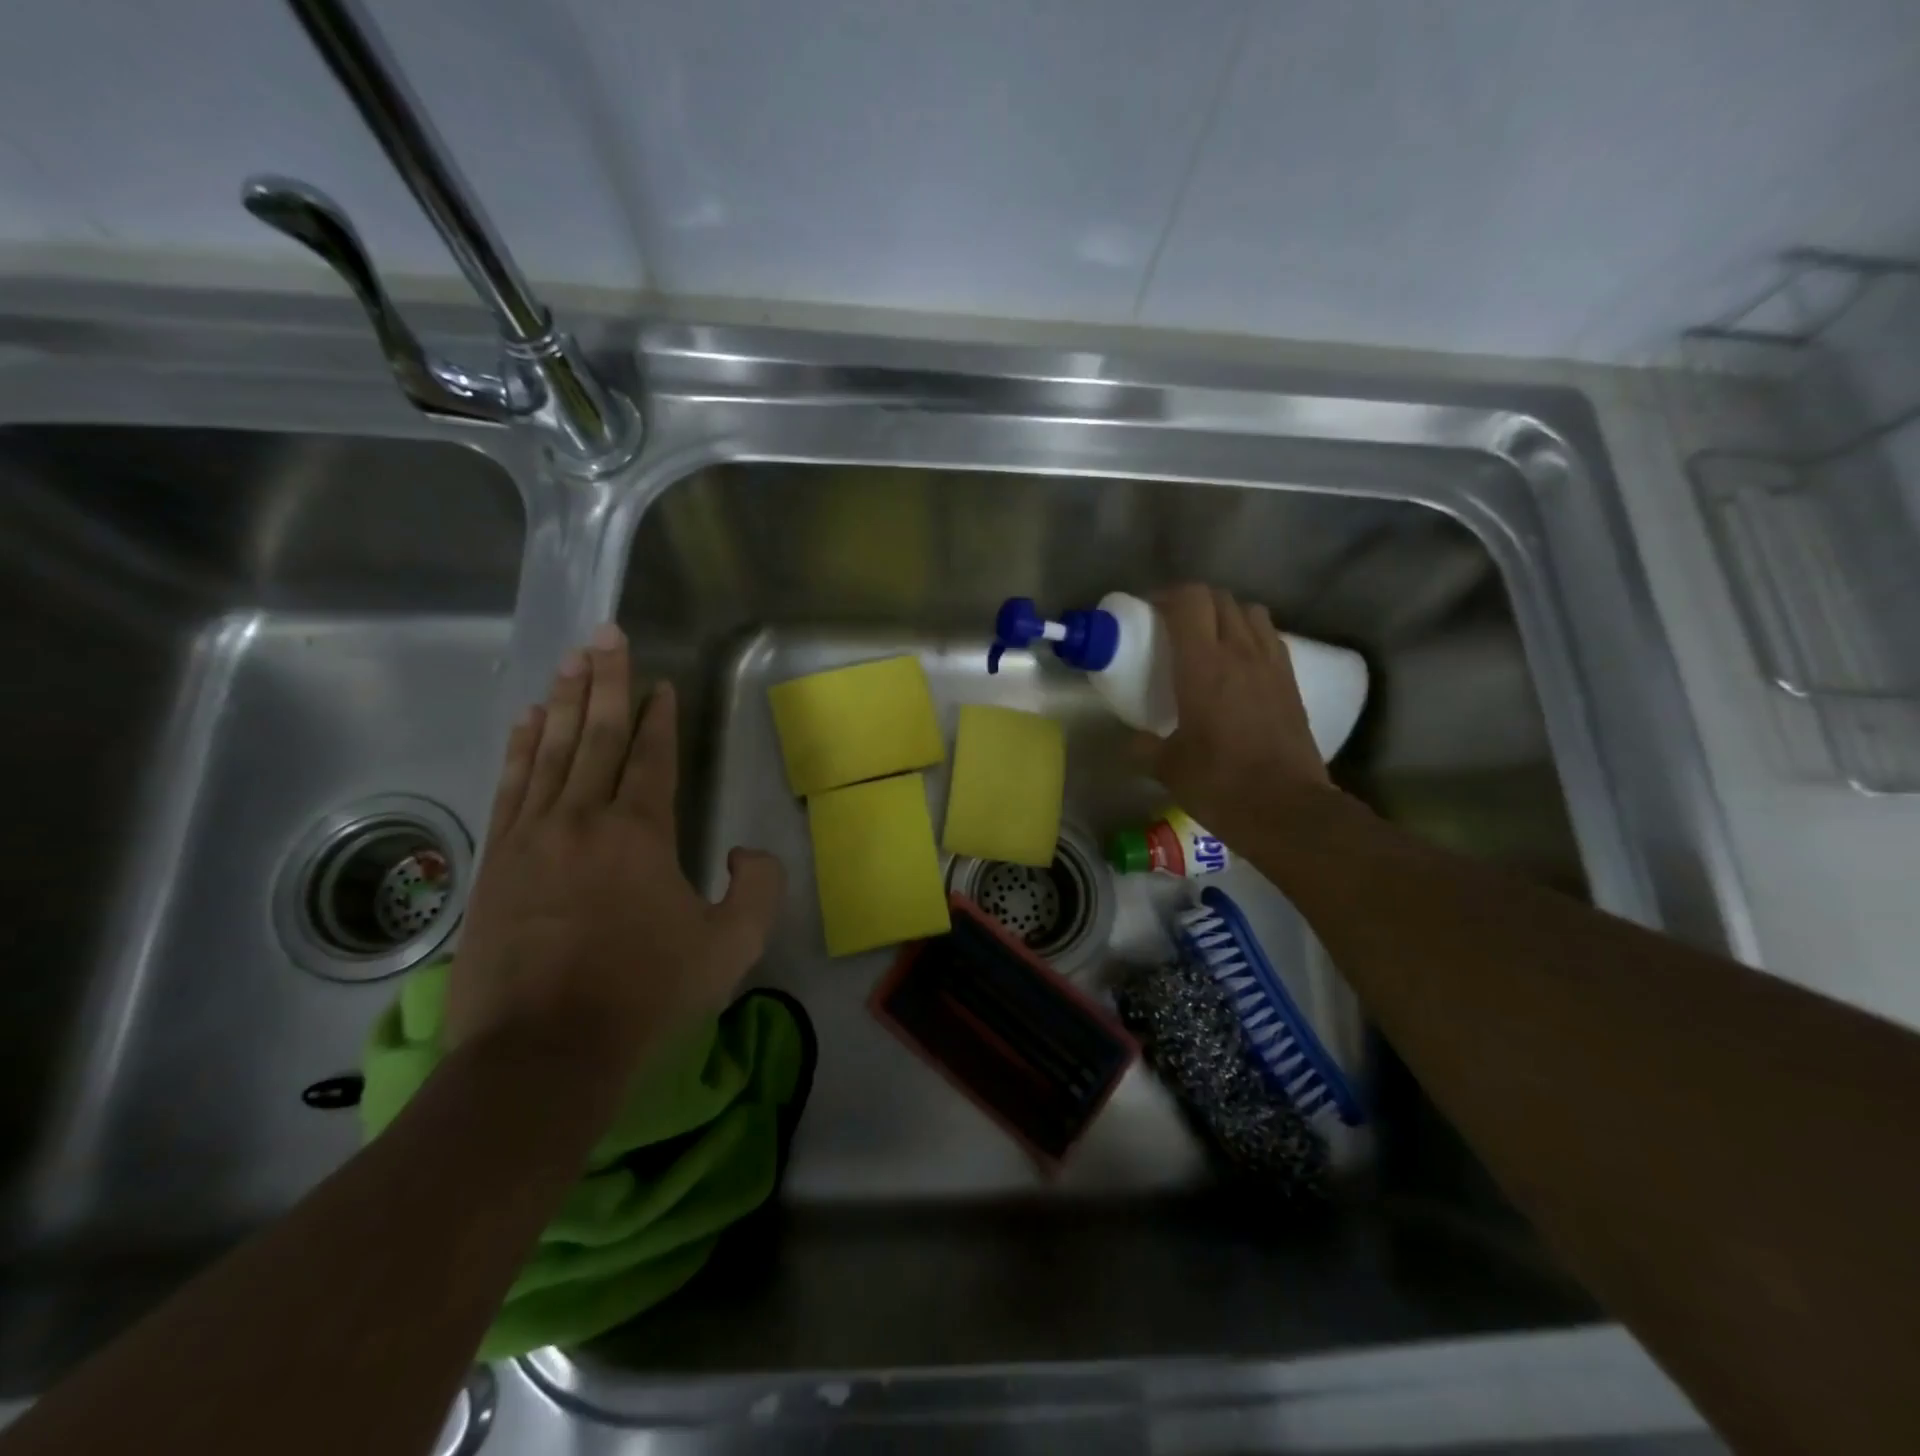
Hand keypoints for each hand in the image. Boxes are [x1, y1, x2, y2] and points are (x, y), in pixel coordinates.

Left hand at [446, 625, 784, 1074]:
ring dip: (564, 702)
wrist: (544, 1053)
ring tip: (569, 662)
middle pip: (596, 735)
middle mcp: (583, 819)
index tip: (660, 682)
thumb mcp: (732, 946)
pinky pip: (510, 786)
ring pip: (550, 751)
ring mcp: (532, 837)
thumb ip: (757, 888)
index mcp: (641, 832)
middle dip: (605, 681)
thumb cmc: (646, 995)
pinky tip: (526, 722)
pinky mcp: (496, 862)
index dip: (659, 716)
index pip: (651, 756)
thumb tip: (744, 851)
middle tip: (605, 634)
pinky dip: (520, 748)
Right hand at [1144, 584, 1341, 849]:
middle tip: (1171, 625)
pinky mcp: (1291, 682)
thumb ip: (1143, 748)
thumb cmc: (1220, 784)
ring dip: (1226, 613)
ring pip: (1250, 612)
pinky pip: (1269, 637)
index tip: (1148, 612)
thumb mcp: (1168, 768)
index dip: (1166, 595)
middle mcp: (1240, 653)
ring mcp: (1271, 665)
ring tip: (1208, 638)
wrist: (1287, 809)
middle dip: (1193, 601)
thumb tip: (1130, 742)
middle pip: (1220, 598)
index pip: (1189, 601)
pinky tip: (1239, 663)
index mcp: (1203, 667)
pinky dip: (1250, 635)